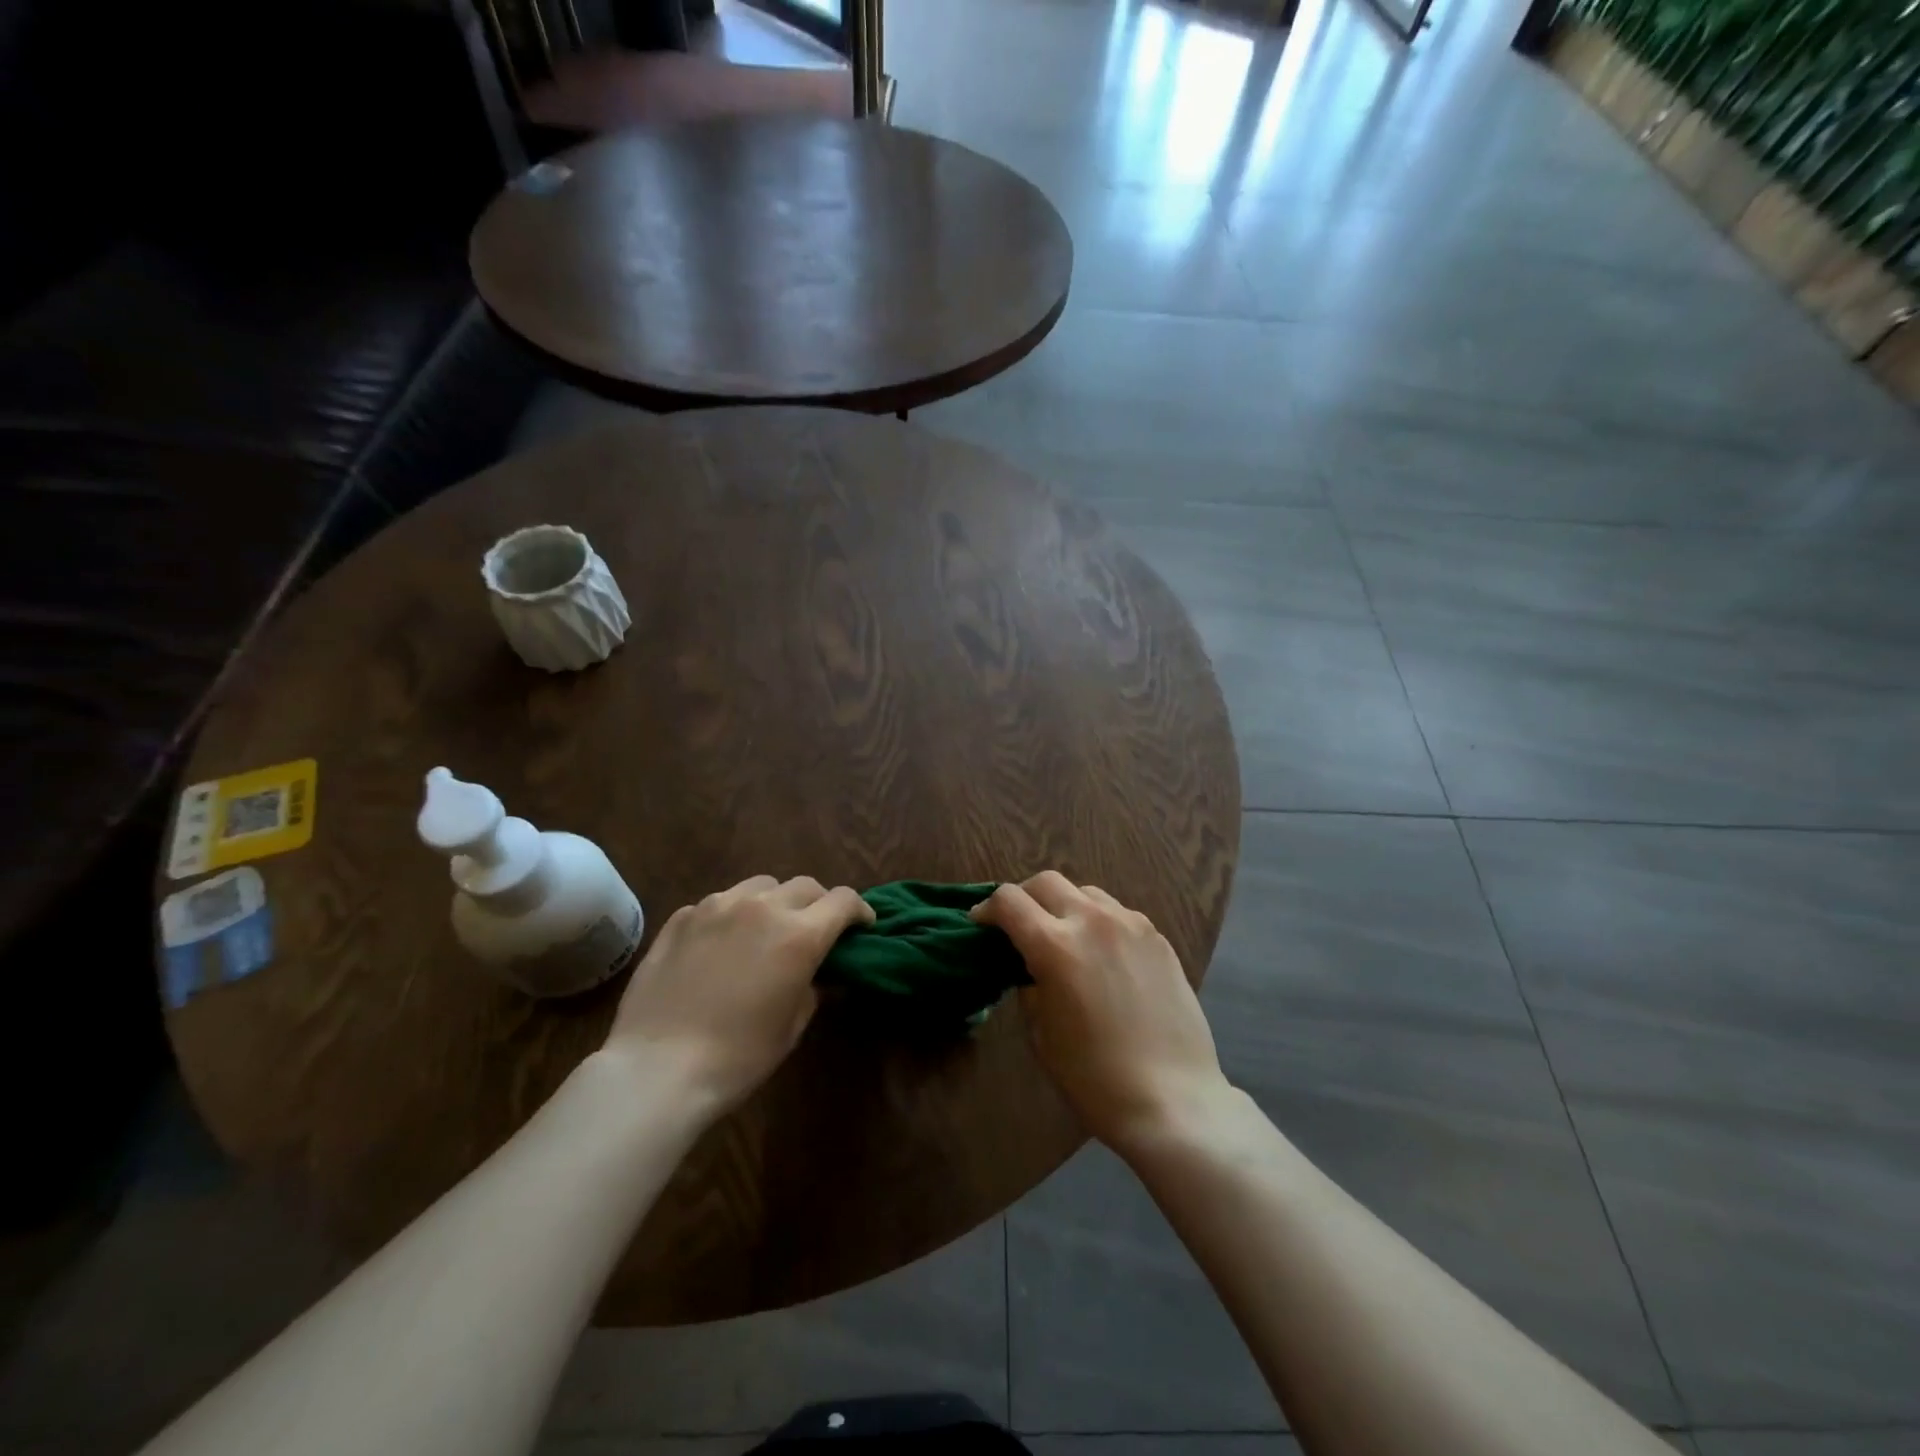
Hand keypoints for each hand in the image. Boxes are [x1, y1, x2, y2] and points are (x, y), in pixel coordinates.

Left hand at [605, 875, 874, 1112]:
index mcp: (799, 934)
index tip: (861, 926)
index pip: (843, 900)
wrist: (658, 1068)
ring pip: (760, 886)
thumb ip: (813, 987)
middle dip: (819, 903)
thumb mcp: (792, 1025)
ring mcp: (717, 907)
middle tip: (815, 929)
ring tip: (765, 929)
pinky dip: (732, 916)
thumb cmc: (738, 1056)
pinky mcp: (682, 917)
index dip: (859, 910)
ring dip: (774, 901)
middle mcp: (762, 908)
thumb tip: (818, 973)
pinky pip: (718, 903)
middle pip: (805, 885)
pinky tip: (721, 944)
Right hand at [973, 872, 1230, 1153]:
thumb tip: (1030, 967)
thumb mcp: (1041, 1033)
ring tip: (1064, 937)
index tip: (981, 925)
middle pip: (1047, 882)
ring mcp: (1131, 925)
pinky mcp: (1158, 938)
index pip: (1009, 900)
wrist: (1173, 1099)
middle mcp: (1092, 921)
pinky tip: (1102, 954)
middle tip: (1019, 926)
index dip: (987, 909)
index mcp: (1055, 945)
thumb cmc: (1094, 1078)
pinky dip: (1099, 922)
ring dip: (1065, 905)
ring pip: (1086, 891)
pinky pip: (1118, 913)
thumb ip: (1029, 986)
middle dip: (1024, 898)